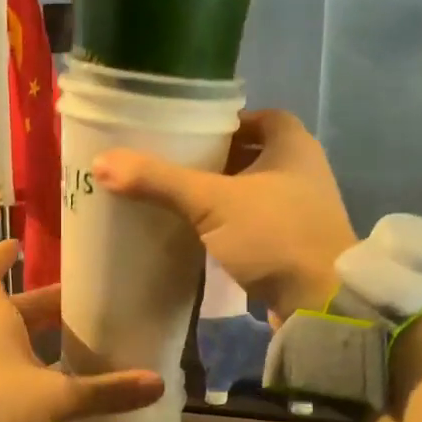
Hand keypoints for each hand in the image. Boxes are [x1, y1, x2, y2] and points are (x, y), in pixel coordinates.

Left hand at [0, 242, 164, 421]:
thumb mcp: (56, 399)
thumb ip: (105, 392)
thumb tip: (157, 383)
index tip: (16, 246)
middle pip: (10, 311)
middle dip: (44, 307)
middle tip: (80, 307)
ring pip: (8, 344)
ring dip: (37, 342)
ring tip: (76, 347)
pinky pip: (5, 374)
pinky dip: (29, 373)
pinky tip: (55, 391)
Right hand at [92, 109, 355, 323]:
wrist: (320, 303)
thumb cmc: (274, 236)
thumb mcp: (212, 202)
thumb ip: (159, 181)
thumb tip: (101, 162)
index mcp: (294, 145)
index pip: (257, 117)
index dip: (224, 122)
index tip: (186, 132)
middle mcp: (302, 172)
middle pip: (252, 155)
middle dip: (214, 160)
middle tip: (170, 165)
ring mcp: (301, 211)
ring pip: (252, 192)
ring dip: (221, 195)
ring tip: (176, 198)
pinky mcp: (293, 245)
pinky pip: (255, 224)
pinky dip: (230, 224)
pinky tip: (199, 233)